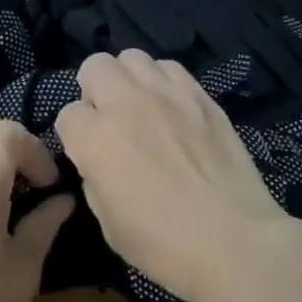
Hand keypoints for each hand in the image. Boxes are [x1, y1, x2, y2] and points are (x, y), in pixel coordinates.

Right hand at [54, 49, 293, 301]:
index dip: (76, 135)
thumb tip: (99, 158)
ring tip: (140, 107)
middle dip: (94, 90)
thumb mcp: (108, 222)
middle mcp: (128, 104)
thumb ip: (95, 176)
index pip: (68, 114)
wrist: (233, 239)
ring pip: (133, 57)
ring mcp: (168, 94)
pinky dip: (163, 81)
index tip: (89, 153)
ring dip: (128, 79)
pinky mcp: (201, 95)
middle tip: (109, 119)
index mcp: (97, 138)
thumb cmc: (163, 244)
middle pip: (95, 66)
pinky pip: (171, 68)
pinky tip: (172, 108)